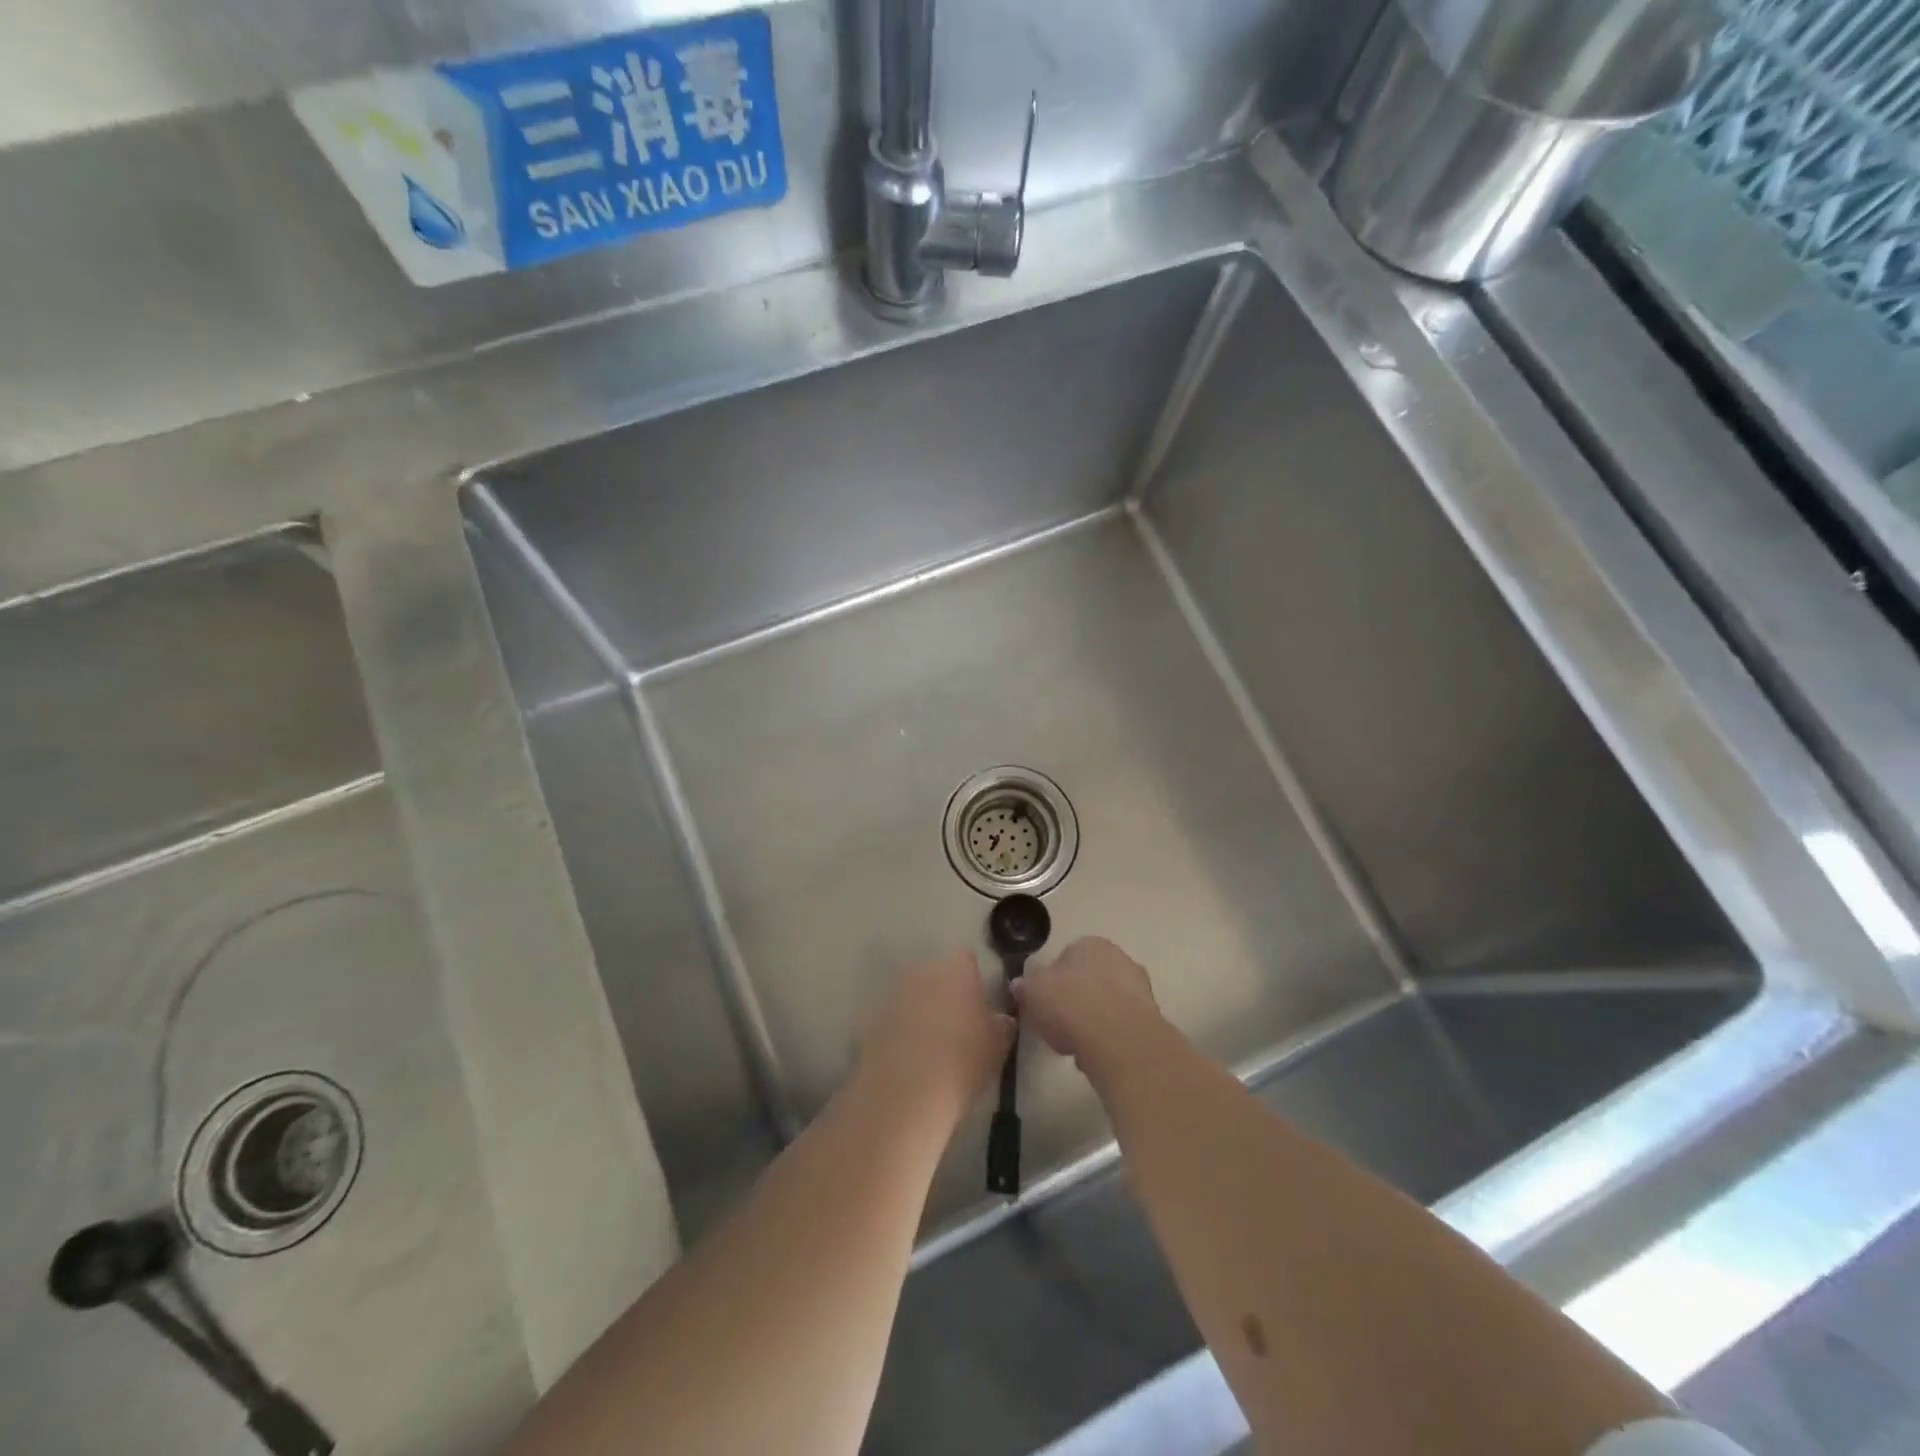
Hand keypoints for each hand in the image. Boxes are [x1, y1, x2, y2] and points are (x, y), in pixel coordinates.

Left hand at [858, 951, 1013, 1127]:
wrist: (907, 1090)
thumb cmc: (963, 1059)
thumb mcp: (998, 1045)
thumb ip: (1002, 1024)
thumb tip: (1001, 1019)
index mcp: (956, 968)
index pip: (967, 959)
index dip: (974, 978)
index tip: (979, 1002)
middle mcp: (922, 970)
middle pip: (937, 973)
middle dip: (946, 991)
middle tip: (957, 1023)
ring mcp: (894, 992)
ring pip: (913, 993)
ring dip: (922, 1009)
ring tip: (932, 1043)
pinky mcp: (872, 1018)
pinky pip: (894, 1017)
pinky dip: (901, 1029)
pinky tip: (909, 1056)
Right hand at [1011, 937, 1160, 1070]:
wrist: (1119, 1040)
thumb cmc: (1071, 1005)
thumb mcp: (1032, 992)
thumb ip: (1024, 987)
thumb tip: (1019, 986)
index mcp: (1090, 943)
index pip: (1065, 958)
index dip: (1050, 982)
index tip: (1041, 1004)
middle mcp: (1119, 958)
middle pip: (1088, 980)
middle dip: (1073, 1001)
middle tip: (1056, 1025)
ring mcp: (1139, 988)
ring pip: (1106, 1004)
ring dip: (1092, 1021)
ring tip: (1074, 1045)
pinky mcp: (1151, 1019)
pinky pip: (1120, 1027)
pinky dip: (1108, 1038)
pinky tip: (1096, 1055)